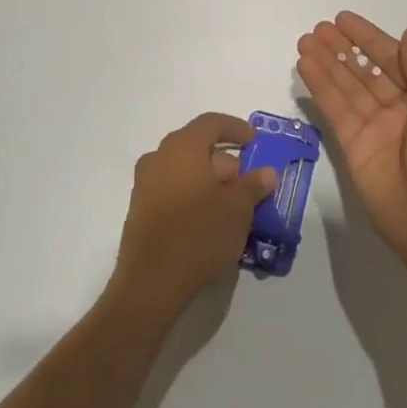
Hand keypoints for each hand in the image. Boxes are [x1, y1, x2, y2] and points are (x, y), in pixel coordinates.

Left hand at [112, 113, 277, 316]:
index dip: (236, 128)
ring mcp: (145, 184)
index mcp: (182, 147)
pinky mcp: (140, 210)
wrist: (150, 284)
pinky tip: (208, 221)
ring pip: (184, 170)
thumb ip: (253, 185)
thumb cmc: (199, 235)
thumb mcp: (238, 210)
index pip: (212, 123)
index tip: (255, 141)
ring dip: (208, 181)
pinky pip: (172, 189)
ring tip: (230, 206)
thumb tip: (266, 172)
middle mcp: (159, 157)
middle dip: (225, 162)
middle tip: (247, 184)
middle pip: (197, 147)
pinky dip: (192, 195)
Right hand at [296, 13, 406, 274]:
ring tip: (305, 39)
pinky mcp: (352, 148)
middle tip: (318, 28)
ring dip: (326, 62)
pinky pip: (334, 110)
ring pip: (346, 86)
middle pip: (365, 70)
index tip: (343, 19)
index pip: (393, 58)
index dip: (368, 38)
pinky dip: (320, 86)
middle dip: (342, 48)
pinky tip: (305, 65)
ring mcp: (374, 129)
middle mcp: (399, 109)